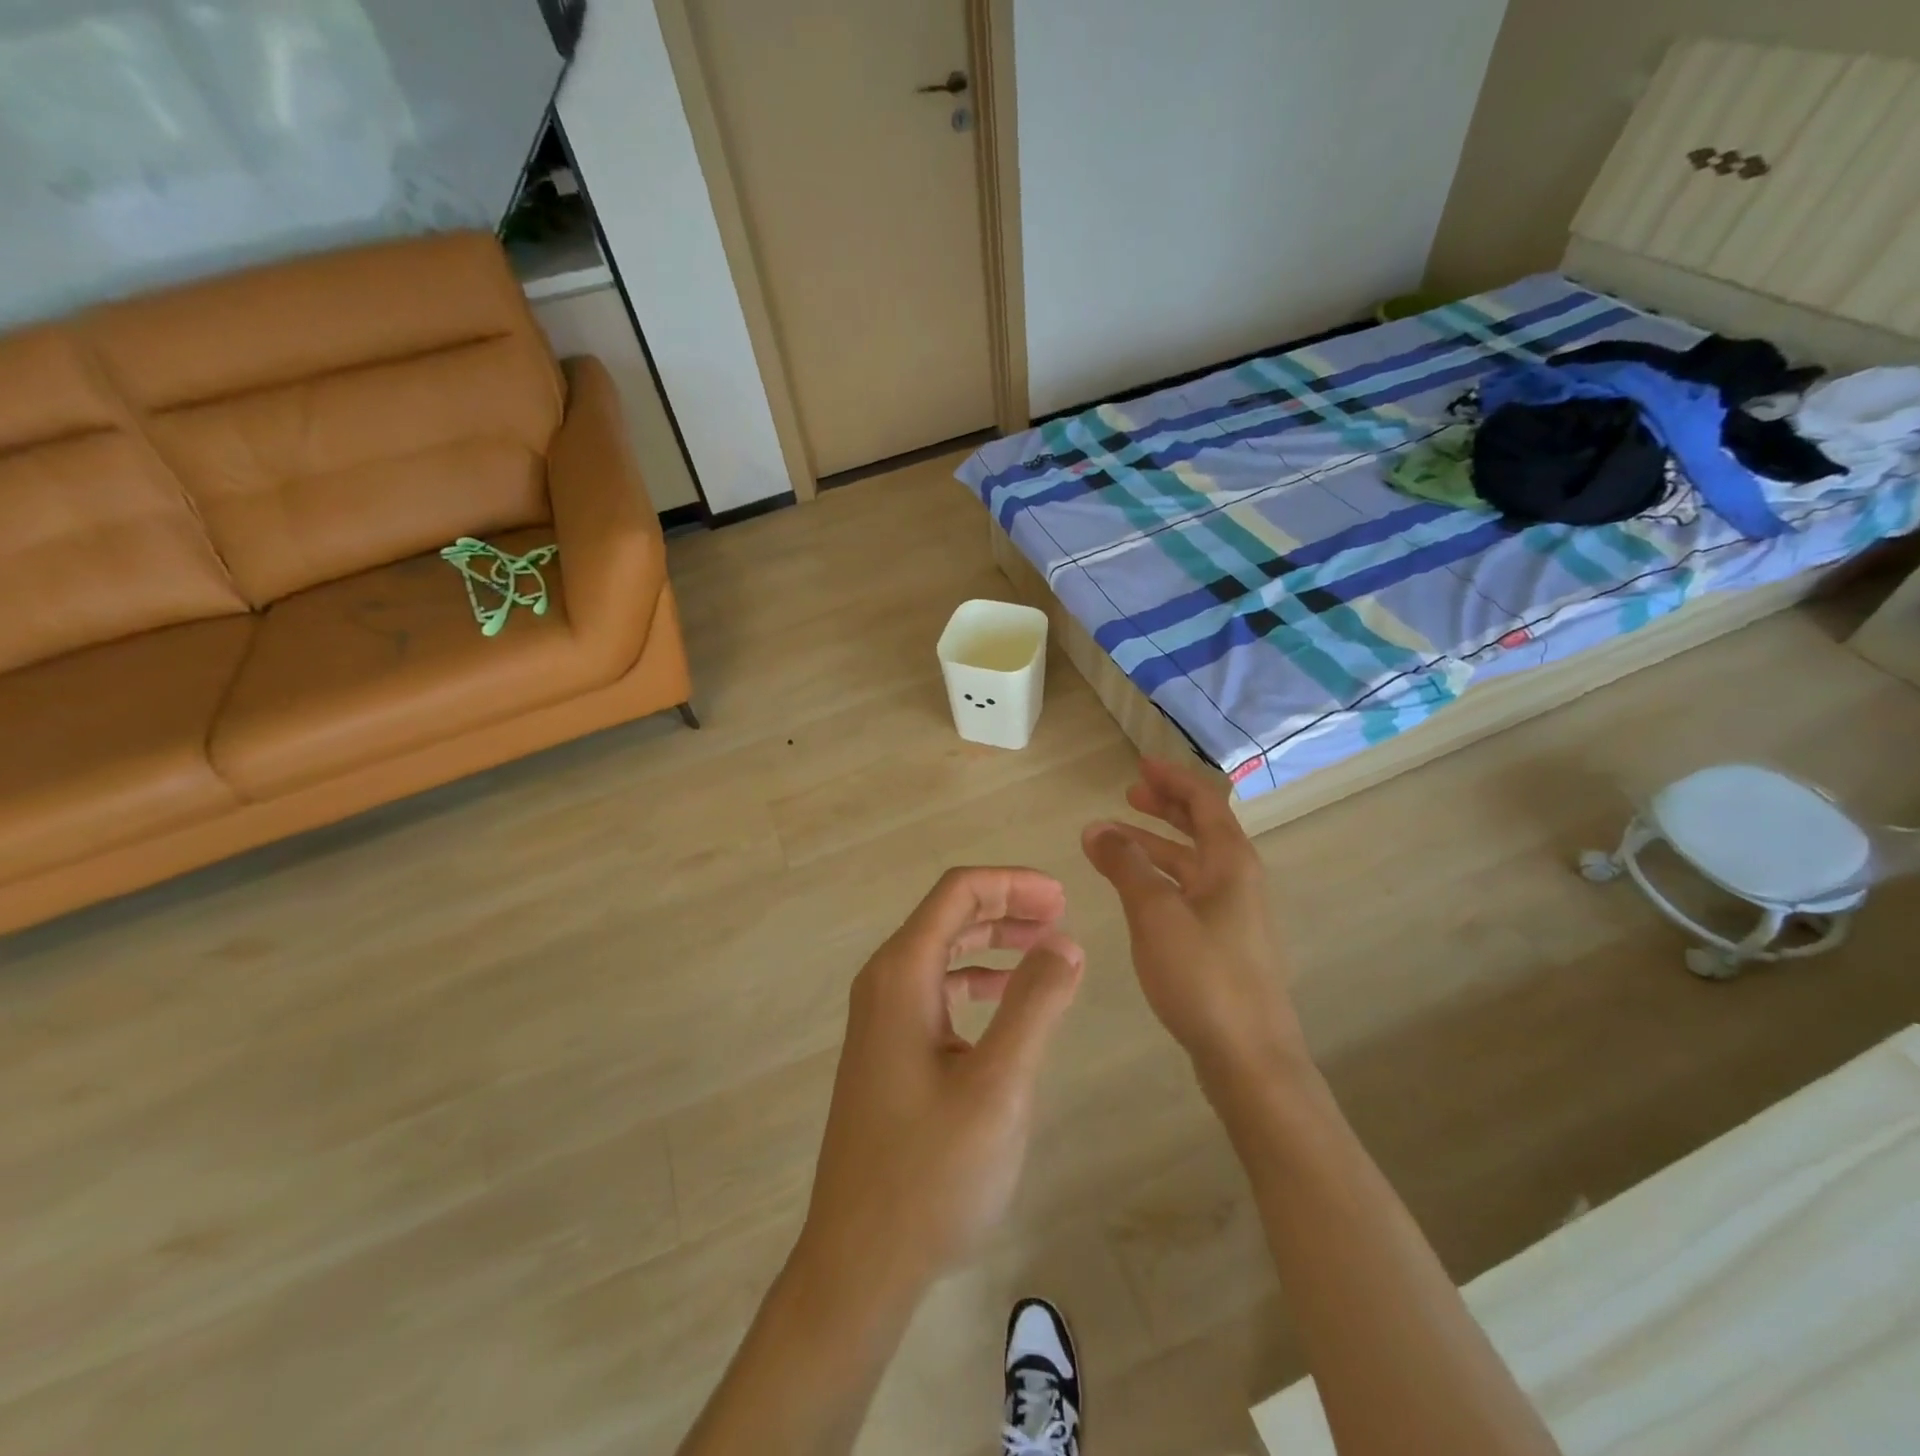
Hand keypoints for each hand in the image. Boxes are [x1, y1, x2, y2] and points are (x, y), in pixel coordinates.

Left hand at [797, 868, 1084, 1297]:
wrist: (860, 1260)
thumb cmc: (930, 1172)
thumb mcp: (998, 1086)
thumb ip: (1034, 1005)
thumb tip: (1064, 942)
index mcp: (901, 975)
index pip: (957, 894)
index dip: (1012, 883)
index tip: (1063, 897)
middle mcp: (884, 983)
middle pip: (947, 916)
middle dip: (1006, 906)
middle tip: (1062, 915)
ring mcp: (881, 1018)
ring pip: (941, 951)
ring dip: (993, 941)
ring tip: (1045, 948)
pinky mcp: (889, 1049)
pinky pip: (936, 989)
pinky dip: (976, 979)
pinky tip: (1007, 999)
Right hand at [1081, 758, 1304, 1084]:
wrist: (1250, 1058)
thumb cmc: (1203, 976)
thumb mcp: (1155, 913)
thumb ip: (1125, 865)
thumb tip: (1096, 827)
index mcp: (1231, 862)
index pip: (1204, 801)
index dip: (1172, 779)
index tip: (1139, 765)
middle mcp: (1239, 880)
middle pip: (1202, 828)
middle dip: (1165, 808)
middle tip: (1129, 794)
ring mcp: (1234, 914)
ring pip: (1191, 863)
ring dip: (1155, 846)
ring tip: (1113, 841)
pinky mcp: (1225, 944)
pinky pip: (1189, 891)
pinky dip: (1160, 878)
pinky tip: (1135, 891)